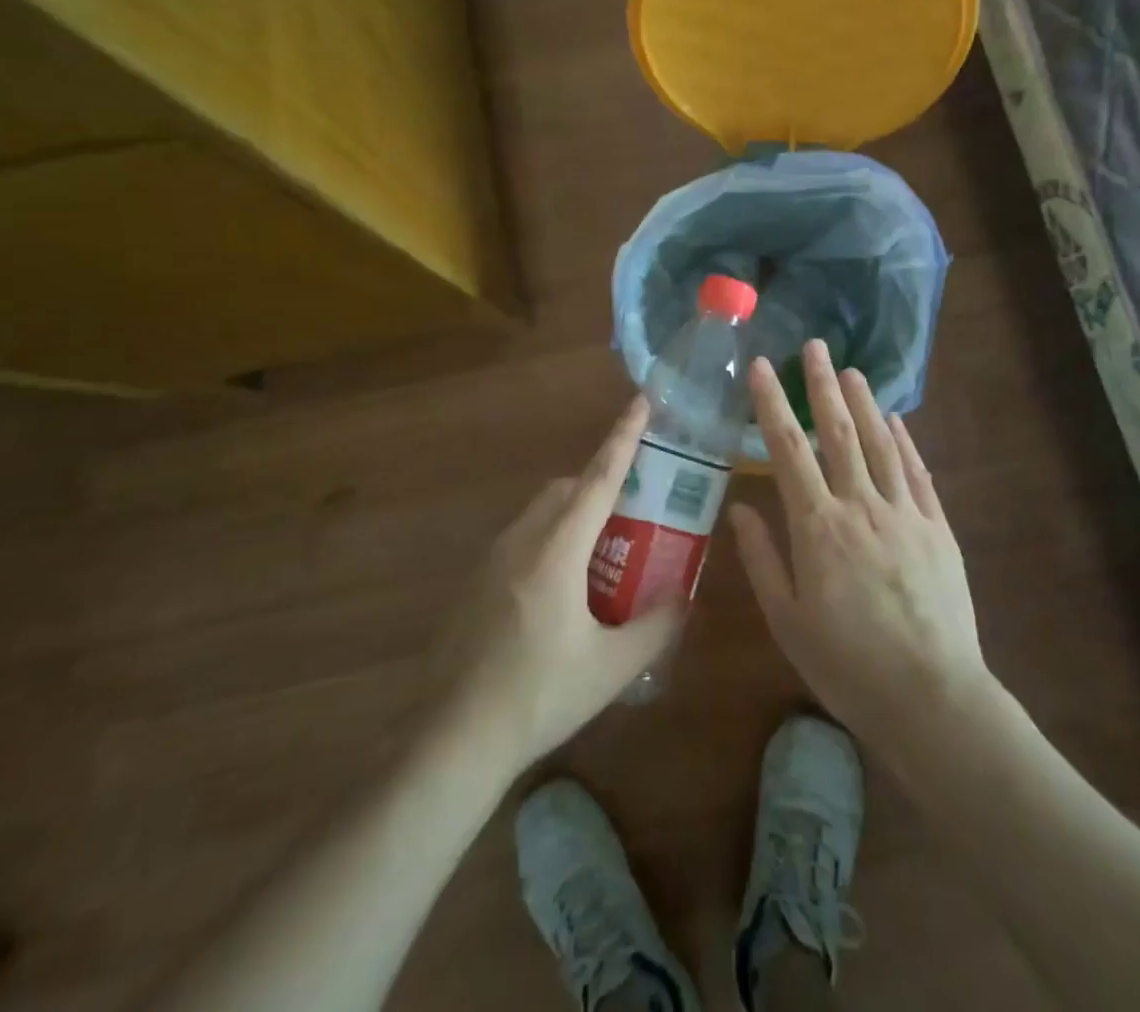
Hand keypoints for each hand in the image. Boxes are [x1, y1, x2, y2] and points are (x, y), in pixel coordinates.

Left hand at [434, 398, 682, 773]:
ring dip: (573, 514)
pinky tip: (559, 593)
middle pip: (566, 489)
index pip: (598, 478)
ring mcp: (491, 559)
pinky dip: (549, 540)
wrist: (453, 738)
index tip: (641, 402)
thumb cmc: (539, 697)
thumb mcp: (612, 667)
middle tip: (633, 514)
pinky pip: (521, 538)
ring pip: (540, 512)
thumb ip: (656, 626)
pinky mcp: (474, 581)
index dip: (623, 437)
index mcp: (557, 551)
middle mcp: (521, 540)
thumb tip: (685, 598)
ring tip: (601, 558)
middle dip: (599, 484)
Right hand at [730, 340, 987, 749]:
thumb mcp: (787, 620)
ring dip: (864, 402)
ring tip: (851, 370)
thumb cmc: (846, 664)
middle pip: (838, 432)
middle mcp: (860, 506)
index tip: (761, 367)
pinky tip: (897, 420)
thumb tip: (740, 509)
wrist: (931, 697)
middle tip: (814, 346)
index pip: (788, 449)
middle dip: (821, 385)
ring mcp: (904, 513)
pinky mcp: (937, 528)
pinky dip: (905, 440)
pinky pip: (917, 472)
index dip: (772, 403)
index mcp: (817, 526)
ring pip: (881, 443)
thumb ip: (762, 558)